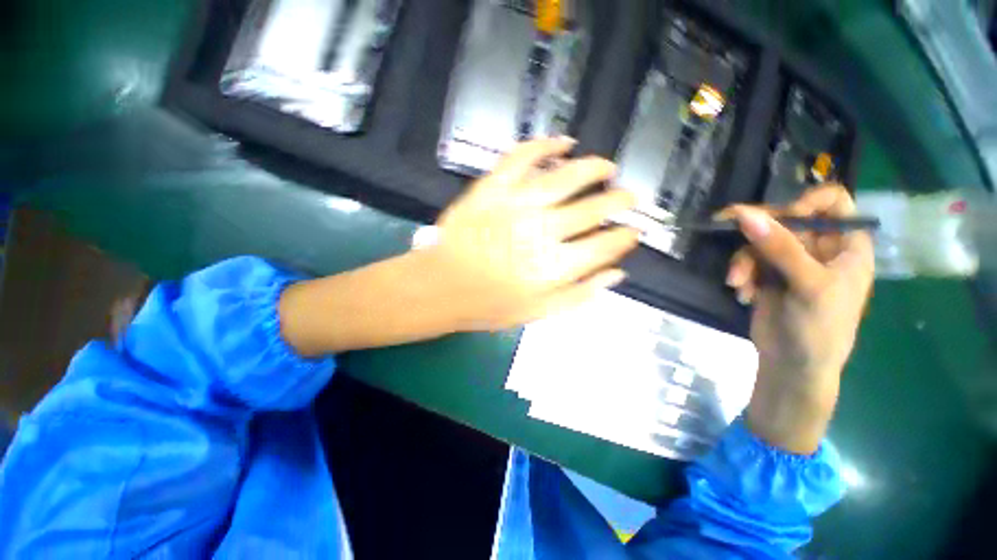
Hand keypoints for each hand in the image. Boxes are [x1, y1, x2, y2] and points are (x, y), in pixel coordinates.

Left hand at [279, 138, 638, 355]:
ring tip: (607, 167)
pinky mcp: (491, 189)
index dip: (623, 238)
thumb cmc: (488, 306)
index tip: (632, 232)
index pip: (603, 246)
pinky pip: (522, 158)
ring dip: (593, 168)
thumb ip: (579, 295)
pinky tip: (563, 142)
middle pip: (592, 209)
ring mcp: (515, 205)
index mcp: (554, 268)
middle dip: (618, 201)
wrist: (441, 288)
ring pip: (565, 177)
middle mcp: (541, 232)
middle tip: (628, 197)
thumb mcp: (538, 313)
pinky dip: (544, 145)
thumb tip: (616, 274)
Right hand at [724, 185, 874, 452]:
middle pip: (787, 219)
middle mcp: (819, 248)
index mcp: (846, 245)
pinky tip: (743, 293)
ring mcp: (791, 262)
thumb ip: (779, 247)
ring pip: (760, 241)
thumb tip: (744, 214)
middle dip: (759, 232)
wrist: (792, 366)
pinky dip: (741, 274)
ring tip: (738, 282)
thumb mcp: (807, 285)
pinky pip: (748, 260)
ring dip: (744, 260)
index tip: (784, 216)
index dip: (807, 202)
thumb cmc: (819, 328)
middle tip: (728, 226)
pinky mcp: (767, 276)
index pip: (833, 202)